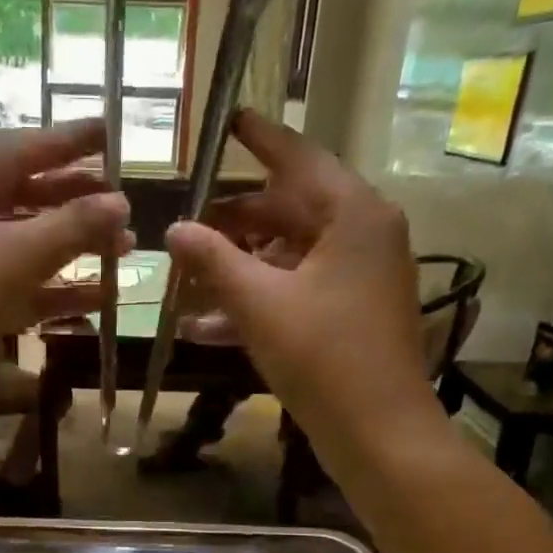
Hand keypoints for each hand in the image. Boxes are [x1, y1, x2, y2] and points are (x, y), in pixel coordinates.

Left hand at [0, 120, 129, 390]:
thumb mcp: (15, 256)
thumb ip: (73, 226)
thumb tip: (121, 202)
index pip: (23, 146)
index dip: (72, 141)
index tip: (113, 132)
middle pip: (27, 193)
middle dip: (79, 202)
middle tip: (128, 203)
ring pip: (25, 241)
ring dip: (73, 247)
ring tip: (124, 249)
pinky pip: (18, 282)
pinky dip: (54, 289)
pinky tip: (99, 298)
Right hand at [164, 110, 429, 440]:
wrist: (378, 433)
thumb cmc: (322, 357)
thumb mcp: (259, 304)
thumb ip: (214, 260)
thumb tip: (174, 229)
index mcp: (354, 214)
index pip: (299, 158)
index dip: (260, 139)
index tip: (229, 119)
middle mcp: (365, 235)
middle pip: (290, 210)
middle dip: (235, 223)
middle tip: (188, 225)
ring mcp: (360, 278)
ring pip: (289, 257)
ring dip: (239, 271)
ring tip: (186, 281)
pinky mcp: (352, 315)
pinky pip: (298, 292)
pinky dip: (259, 303)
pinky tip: (207, 326)